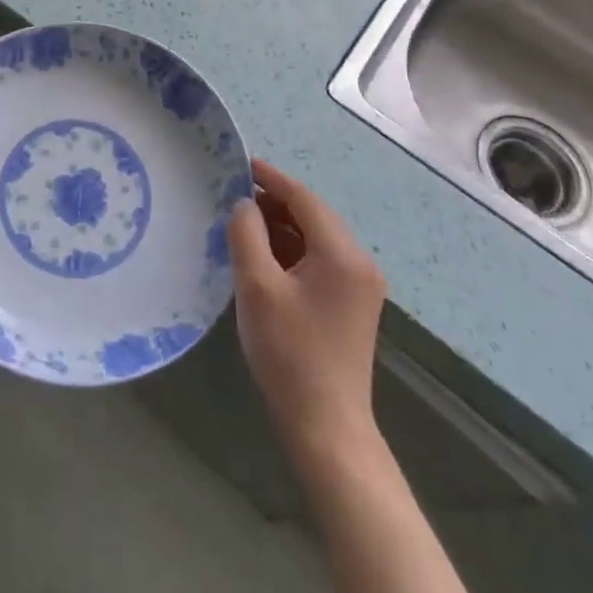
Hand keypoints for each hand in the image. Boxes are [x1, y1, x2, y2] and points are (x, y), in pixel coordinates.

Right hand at [228, 159, 385, 454]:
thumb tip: (244, 205)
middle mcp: (359, 262)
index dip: (271, 178)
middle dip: (273, 203)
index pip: (303, 199)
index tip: (240, 164)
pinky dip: (291, 252)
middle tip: (233, 197)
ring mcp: (359, 286)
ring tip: (241, 225)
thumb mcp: (257, 287)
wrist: (326, 428)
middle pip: (312, 216)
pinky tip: (262, 257)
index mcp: (342, 254)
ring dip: (281, 229)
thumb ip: (247, 235)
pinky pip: (319, 261)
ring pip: (315, 239)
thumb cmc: (289, 353)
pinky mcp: (351, 305)